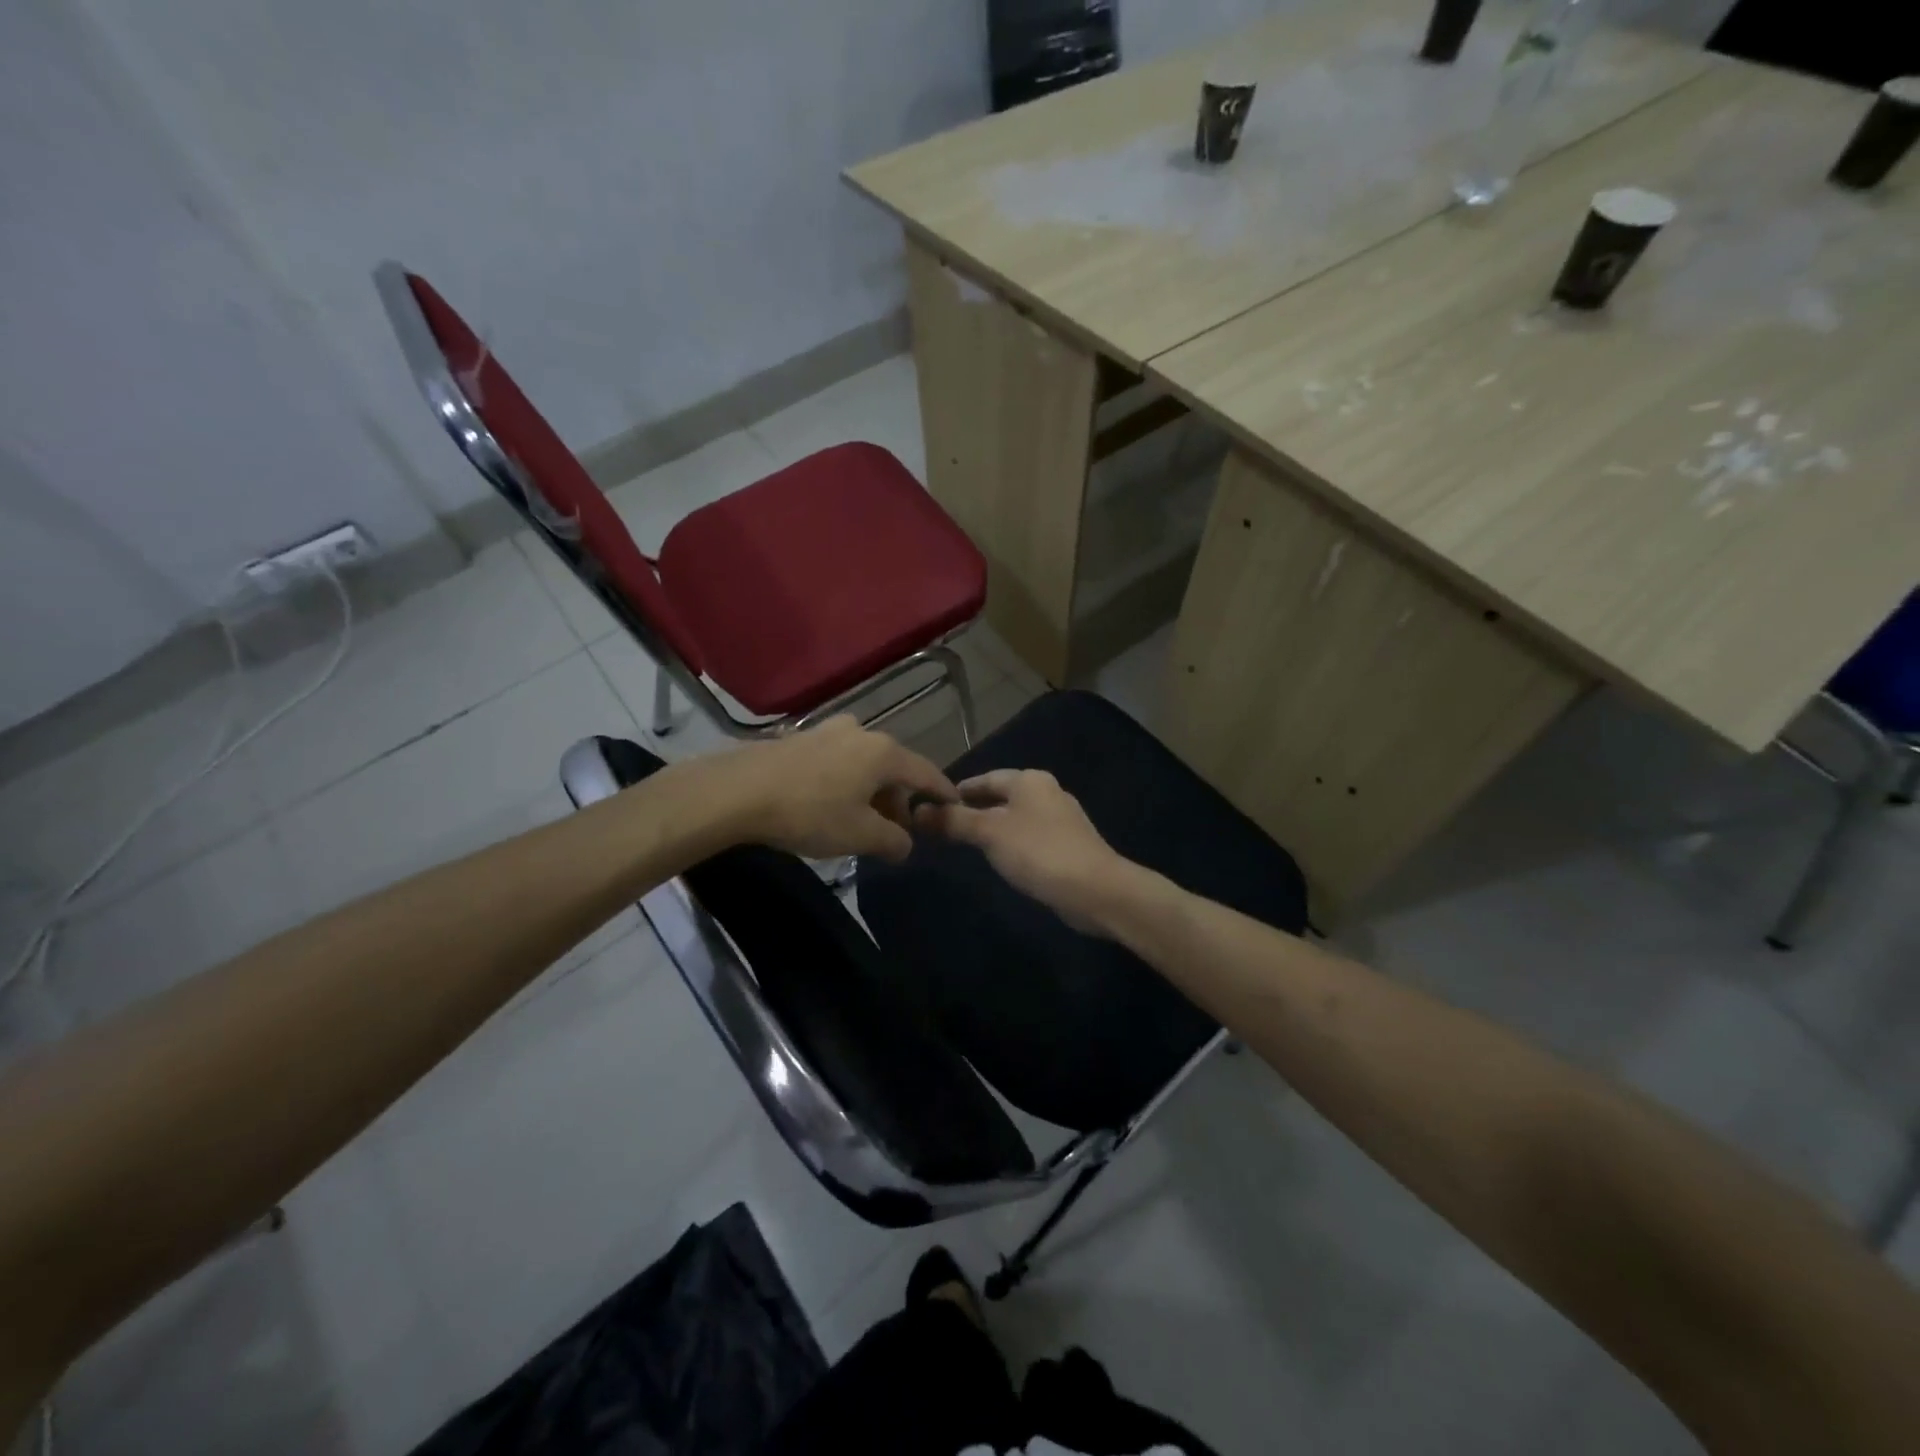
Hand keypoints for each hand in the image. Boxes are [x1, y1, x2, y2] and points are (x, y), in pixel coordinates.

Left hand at [716, 716, 955, 861]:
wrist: (738, 791)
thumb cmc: (809, 812)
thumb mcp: (859, 835)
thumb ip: (893, 841)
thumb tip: (906, 845)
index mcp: (884, 753)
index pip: (926, 773)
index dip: (942, 792)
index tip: (954, 805)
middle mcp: (862, 732)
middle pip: (894, 768)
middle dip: (899, 799)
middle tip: (895, 829)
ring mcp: (829, 730)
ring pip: (865, 763)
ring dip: (870, 790)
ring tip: (860, 819)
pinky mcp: (802, 737)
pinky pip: (839, 760)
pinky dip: (846, 780)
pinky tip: (830, 802)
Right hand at [913, 769, 1132, 931]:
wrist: (1096, 890)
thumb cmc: (1039, 852)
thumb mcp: (989, 833)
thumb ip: (953, 821)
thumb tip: (917, 811)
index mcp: (1030, 780)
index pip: (985, 778)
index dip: (958, 791)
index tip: (933, 805)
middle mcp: (1047, 792)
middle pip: (1001, 797)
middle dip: (974, 810)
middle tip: (944, 827)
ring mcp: (1062, 820)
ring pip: (1016, 818)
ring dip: (993, 828)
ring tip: (967, 845)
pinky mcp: (1069, 846)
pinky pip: (1030, 838)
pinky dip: (1011, 844)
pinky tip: (1001, 861)